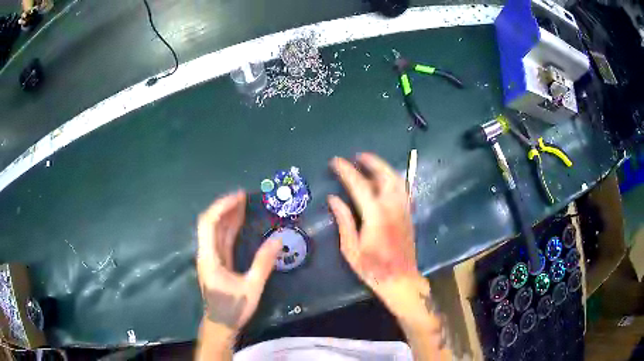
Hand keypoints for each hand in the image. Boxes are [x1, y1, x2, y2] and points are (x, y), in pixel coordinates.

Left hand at [196, 191, 281, 333]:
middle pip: (210, 223)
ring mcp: (210, 258)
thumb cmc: (233, 308)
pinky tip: (240, 222)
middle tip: (244, 196)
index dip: (222, 207)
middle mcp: (206, 254)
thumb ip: (263, 263)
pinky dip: (230, 228)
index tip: (239, 197)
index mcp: (209, 258)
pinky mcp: (217, 262)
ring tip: (243, 203)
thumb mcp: (252, 288)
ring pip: (216, 231)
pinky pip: (222, 240)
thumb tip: (278, 239)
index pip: (209, 223)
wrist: (220, 325)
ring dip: (228, 216)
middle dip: (226, 207)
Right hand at [328, 153, 425, 315]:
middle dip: (372, 161)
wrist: (400, 280)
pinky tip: (384, 180)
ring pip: (397, 180)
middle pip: (385, 175)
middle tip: (357, 156)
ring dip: (384, 168)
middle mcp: (393, 207)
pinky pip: (403, 189)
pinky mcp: (409, 214)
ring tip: (370, 163)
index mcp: (376, 216)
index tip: (336, 161)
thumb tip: (334, 198)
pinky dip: (393, 178)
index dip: (347, 171)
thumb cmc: (372, 269)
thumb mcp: (351, 249)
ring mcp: (404, 209)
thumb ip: (344, 221)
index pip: (360, 185)